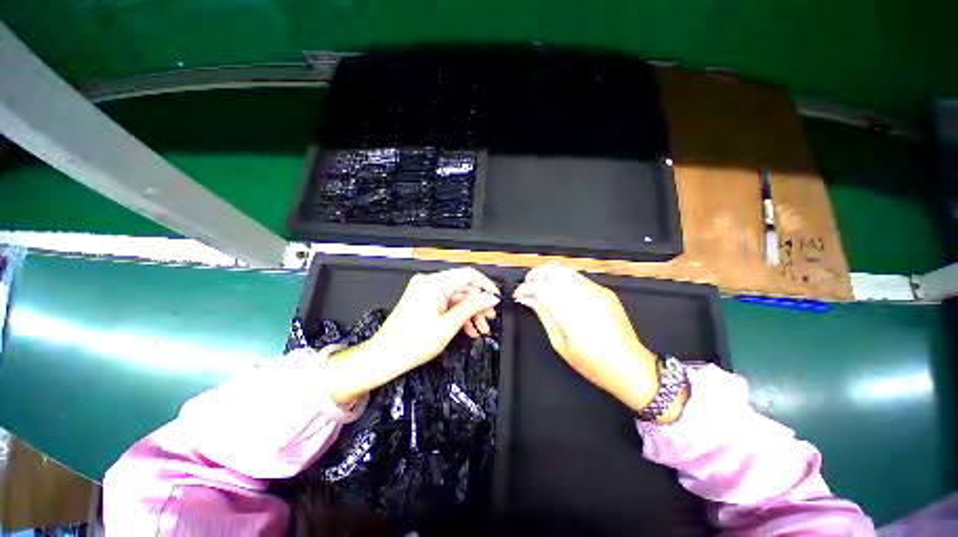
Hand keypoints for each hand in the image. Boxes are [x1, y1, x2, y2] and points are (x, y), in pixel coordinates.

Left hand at [327, 268, 500, 405]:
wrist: (384, 357)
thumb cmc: (414, 342)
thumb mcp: (448, 325)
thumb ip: (472, 307)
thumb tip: (492, 298)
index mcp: (434, 283)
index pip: (467, 274)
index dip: (485, 285)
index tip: (496, 299)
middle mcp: (429, 282)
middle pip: (462, 287)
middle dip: (478, 305)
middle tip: (489, 321)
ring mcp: (425, 291)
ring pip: (456, 297)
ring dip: (469, 312)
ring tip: (480, 331)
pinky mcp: (423, 301)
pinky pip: (446, 303)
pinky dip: (458, 315)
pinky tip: (468, 330)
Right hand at [513, 263, 662, 415]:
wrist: (631, 367)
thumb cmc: (592, 363)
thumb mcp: (560, 344)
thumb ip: (544, 315)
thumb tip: (527, 299)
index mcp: (572, 311)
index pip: (542, 286)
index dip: (526, 288)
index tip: (518, 295)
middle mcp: (585, 295)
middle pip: (554, 269)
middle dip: (536, 274)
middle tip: (527, 287)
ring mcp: (597, 290)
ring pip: (565, 269)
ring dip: (548, 274)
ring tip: (539, 287)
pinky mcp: (605, 291)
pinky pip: (577, 277)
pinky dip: (562, 279)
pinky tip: (557, 291)